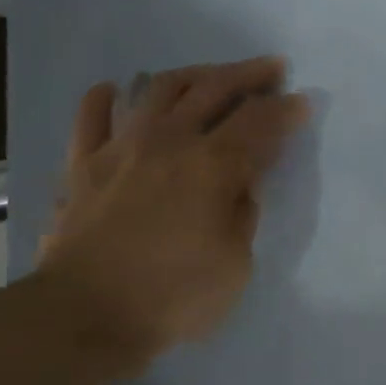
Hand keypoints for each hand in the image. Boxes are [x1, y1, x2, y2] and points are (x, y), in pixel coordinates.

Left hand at [32, 57, 308, 364]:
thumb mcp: (236, 265)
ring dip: (192, 74)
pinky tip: (117, 90)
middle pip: (214, 88)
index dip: (286, 110)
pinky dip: (106, 98)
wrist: (84, 316)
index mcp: (213, 166)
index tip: (302, 103)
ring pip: (158, 89)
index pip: (259, 122)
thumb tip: (241, 185)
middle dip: (249, 74)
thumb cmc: (172, 297)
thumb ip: (243, 215)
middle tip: (272, 68)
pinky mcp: (82, 164)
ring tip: (209, 76)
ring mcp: (121, 147)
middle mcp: (169, 141)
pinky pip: (91, 117)